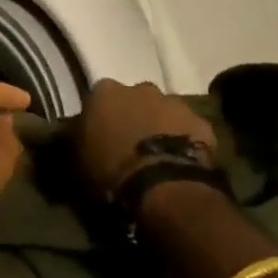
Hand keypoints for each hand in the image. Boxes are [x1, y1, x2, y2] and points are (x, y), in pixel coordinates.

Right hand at [78, 78, 216, 196]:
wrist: (163, 189)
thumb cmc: (111, 173)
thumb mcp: (78, 160)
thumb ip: (78, 140)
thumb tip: (76, 136)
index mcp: (104, 92)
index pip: (98, 98)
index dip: (101, 117)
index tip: (101, 136)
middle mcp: (139, 88)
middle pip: (134, 99)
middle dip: (133, 116)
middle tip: (131, 145)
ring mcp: (174, 103)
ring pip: (164, 112)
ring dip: (160, 126)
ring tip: (158, 156)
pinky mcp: (202, 123)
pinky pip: (190, 130)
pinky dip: (186, 141)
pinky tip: (181, 163)